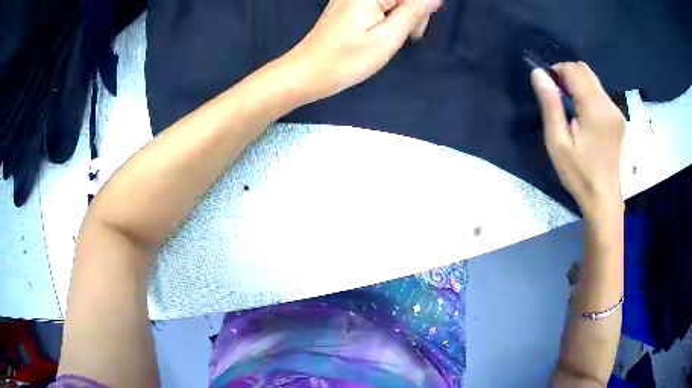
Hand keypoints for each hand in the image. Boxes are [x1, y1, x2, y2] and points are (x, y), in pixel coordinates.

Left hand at [284, 0, 441, 101]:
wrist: (307, 72)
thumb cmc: (347, 59)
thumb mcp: (387, 38)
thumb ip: (413, 13)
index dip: (421, 10)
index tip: (414, 30)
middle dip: (412, 12)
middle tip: (405, 37)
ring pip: (393, 1)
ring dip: (401, 16)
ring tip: (391, 38)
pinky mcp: (348, 4)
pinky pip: (379, 4)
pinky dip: (387, 16)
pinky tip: (382, 32)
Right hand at [531, 62, 624, 216]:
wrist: (603, 198)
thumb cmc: (579, 174)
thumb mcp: (557, 142)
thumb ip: (550, 105)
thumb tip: (538, 73)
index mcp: (595, 109)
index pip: (574, 70)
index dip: (557, 72)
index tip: (549, 90)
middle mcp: (609, 104)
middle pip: (585, 71)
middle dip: (567, 76)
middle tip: (558, 99)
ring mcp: (616, 111)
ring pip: (593, 81)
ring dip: (577, 86)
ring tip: (570, 111)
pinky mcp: (618, 118)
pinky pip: (600, 94)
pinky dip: (587, 95)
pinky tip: (583, 117)